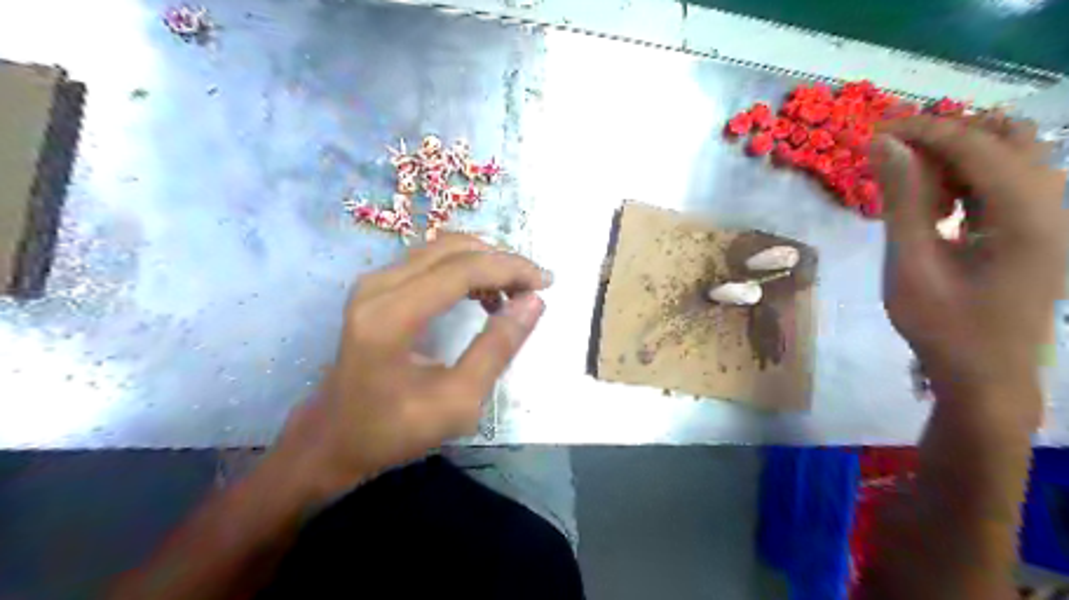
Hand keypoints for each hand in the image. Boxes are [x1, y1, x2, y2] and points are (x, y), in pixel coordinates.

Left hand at [273, 235, 549, 501]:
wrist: (334, 437)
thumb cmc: (394, 429)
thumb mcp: (458, 401)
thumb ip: (497, 348)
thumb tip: (533, 302)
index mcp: (391, 317)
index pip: (462, 269)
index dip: (510, 268)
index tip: (546, 282)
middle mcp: (377, 286)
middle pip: (453, 249)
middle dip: (501, 261)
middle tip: (533, 287)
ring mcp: (373, 283)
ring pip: (442, 249)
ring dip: (485, 262)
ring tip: (514, 293)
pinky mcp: (376, 287)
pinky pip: (430, 261)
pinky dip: (465, 269)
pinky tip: (484, 295)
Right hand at [873, 112, 1063, 407]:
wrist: (985, 375)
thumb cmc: (942, 326)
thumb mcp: (911, 263)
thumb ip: (901, 200)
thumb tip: (883, 144)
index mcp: (1029, 214)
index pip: (976, 145)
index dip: (923, 130)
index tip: (873, 129)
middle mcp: (1055, 204)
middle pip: (1006, 138)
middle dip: (944, 136)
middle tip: (890, 154)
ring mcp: (1052, 217)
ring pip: (1008, 157)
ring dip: (955, 158)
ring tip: (908, 185)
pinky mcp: (1039, 229)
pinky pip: (1005, 184)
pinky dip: (965, 181)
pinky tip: (934, 207)